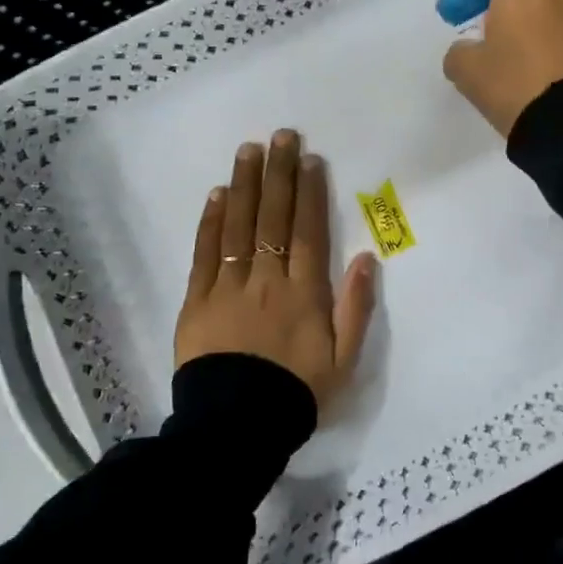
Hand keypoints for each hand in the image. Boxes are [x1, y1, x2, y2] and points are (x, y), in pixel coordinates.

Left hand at [175, 130, 377, 408]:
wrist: (236, 428)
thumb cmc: (296, 391)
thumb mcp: (343, 359)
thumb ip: (356, 307)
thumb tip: (365, 257)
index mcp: (304, 292)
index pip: (307, 230)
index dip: (309, 191)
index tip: (310, 159)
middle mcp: (267, 279)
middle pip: (273, 217)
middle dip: (279, 173)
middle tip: (281, 136)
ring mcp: (229, 287)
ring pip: (239, 226)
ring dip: (245, 185)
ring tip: (248, 150)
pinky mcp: (197, 301)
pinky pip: (205, 254)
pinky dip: (211, 222)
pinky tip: (217, 194)